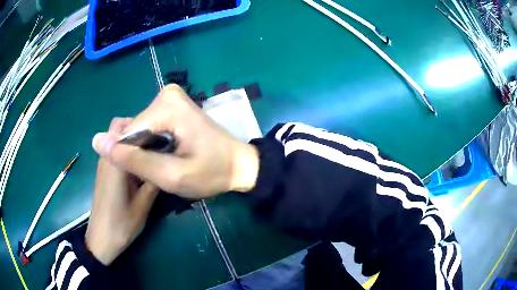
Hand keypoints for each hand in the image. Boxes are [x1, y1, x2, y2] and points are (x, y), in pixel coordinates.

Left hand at [86, 118, 158, 264]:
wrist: (102, 239)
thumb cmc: (121, 224)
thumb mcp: (143, 205)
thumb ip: (154, 180)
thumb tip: (166, 161)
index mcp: (115, 161)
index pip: (127, 127)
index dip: (147, 125)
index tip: (164, 134)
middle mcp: (107, 157)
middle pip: (119, 126)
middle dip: (138, 128)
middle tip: (157, 142)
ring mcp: (104, 163)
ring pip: (117, 138)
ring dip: (133, 139)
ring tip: (152, 152)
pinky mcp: (104, 172)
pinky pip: (116, 150)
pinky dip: (127, 150)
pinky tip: (141, 166)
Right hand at [91, 84, 258, 198]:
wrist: (239, 164)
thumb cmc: (212, 172)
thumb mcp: (171, 175)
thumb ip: (133, 160)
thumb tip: (98, 141)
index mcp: (166, 105)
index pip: (128, 133)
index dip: (134, 159)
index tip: (152, 174)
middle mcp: (166, 94)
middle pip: (135, 129)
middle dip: (141, 154)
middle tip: (162, 170)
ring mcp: (170, 98)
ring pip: (141, 130)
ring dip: (147, 151)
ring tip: (166, 164)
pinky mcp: (172, 106)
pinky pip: (150, 127)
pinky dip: (153, 145)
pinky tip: (167, 155)